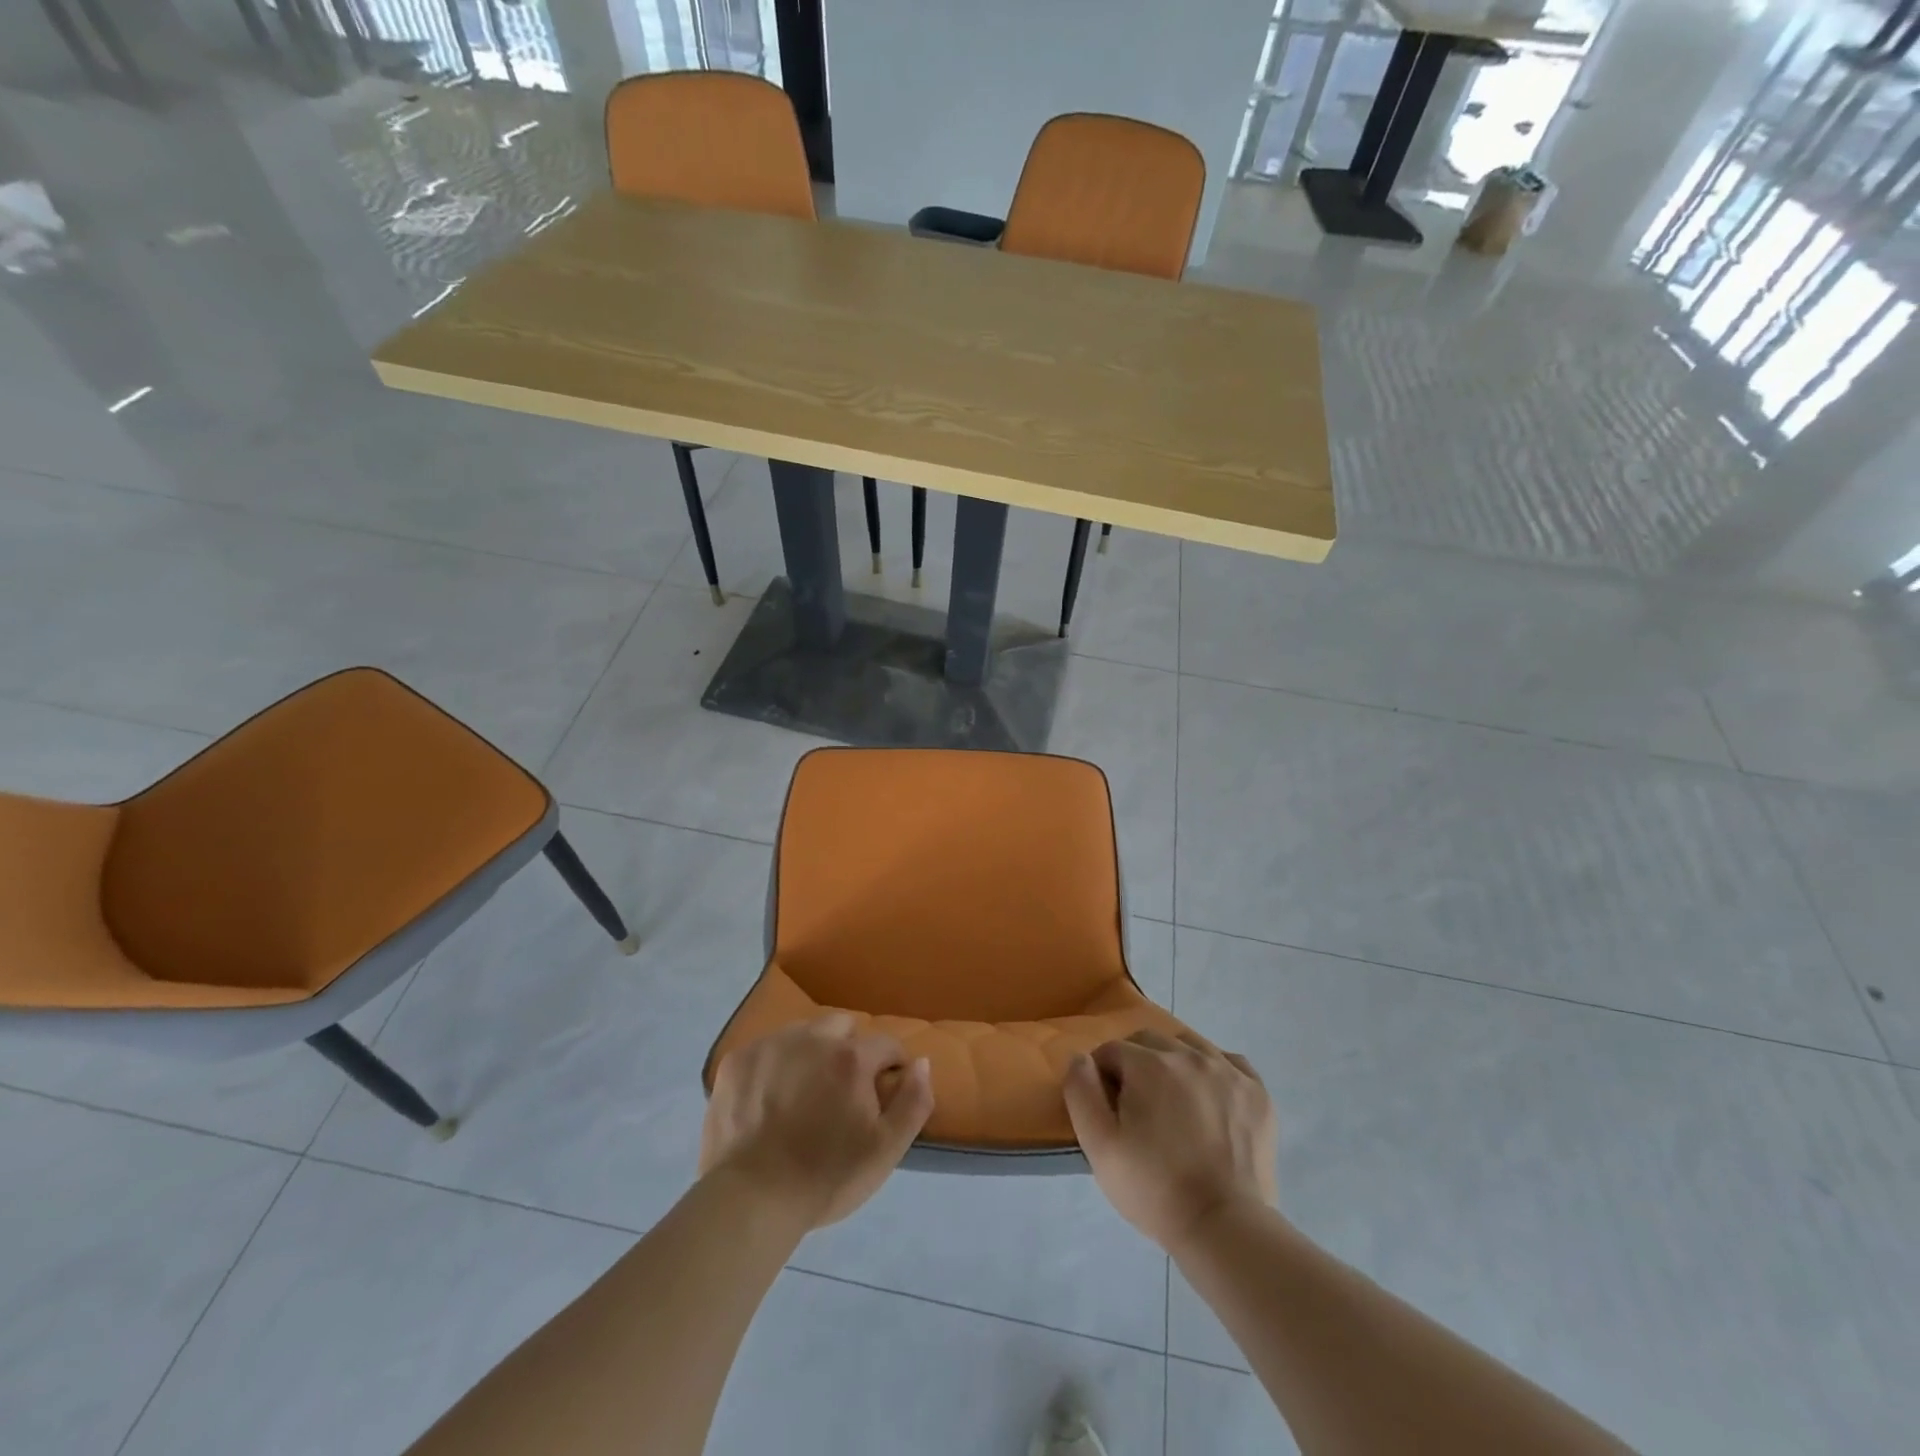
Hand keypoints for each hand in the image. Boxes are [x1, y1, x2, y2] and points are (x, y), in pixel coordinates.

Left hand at [700, 1012, 933, 1229]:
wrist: (750, 1201)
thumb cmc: (825, 1178)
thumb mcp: (886, 1150)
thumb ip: (914, 1101)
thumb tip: (921, 1062)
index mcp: (851, 1057)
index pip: (886, 1044)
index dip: (891, 1068)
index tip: (883, 1094)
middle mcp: (812, 1038)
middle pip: (842, 1026)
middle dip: (849, 1050)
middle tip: (841, 1091)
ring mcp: (770, 1045)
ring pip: (803, 1033)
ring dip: (811, 1052)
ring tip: (803, 1094)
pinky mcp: (737, 1060)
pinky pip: (767, 1049)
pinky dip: (774, 1065)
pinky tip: (769, 1099)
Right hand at [1063, 1030, 1278, 1250]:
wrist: (1224, 1227)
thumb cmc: (1154, 1188)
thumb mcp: (1099, 1146)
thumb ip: (1081, 1092)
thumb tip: (1081, 1058)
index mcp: (1149, 1063)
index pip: (1112, 1050)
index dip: (1103, 1077)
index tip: (1109, 1111)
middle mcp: (1189, 1054)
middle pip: (1149, 1042)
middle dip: (1136, 1064)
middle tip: (1138, 1109)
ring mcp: (1228, 1071)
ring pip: (1189, 1046)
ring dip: (1174, 1063)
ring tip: (1174, 1104)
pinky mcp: (1257, 1093)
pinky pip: (1230, 1063)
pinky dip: (1215, 1072)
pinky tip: (1210, 1100)